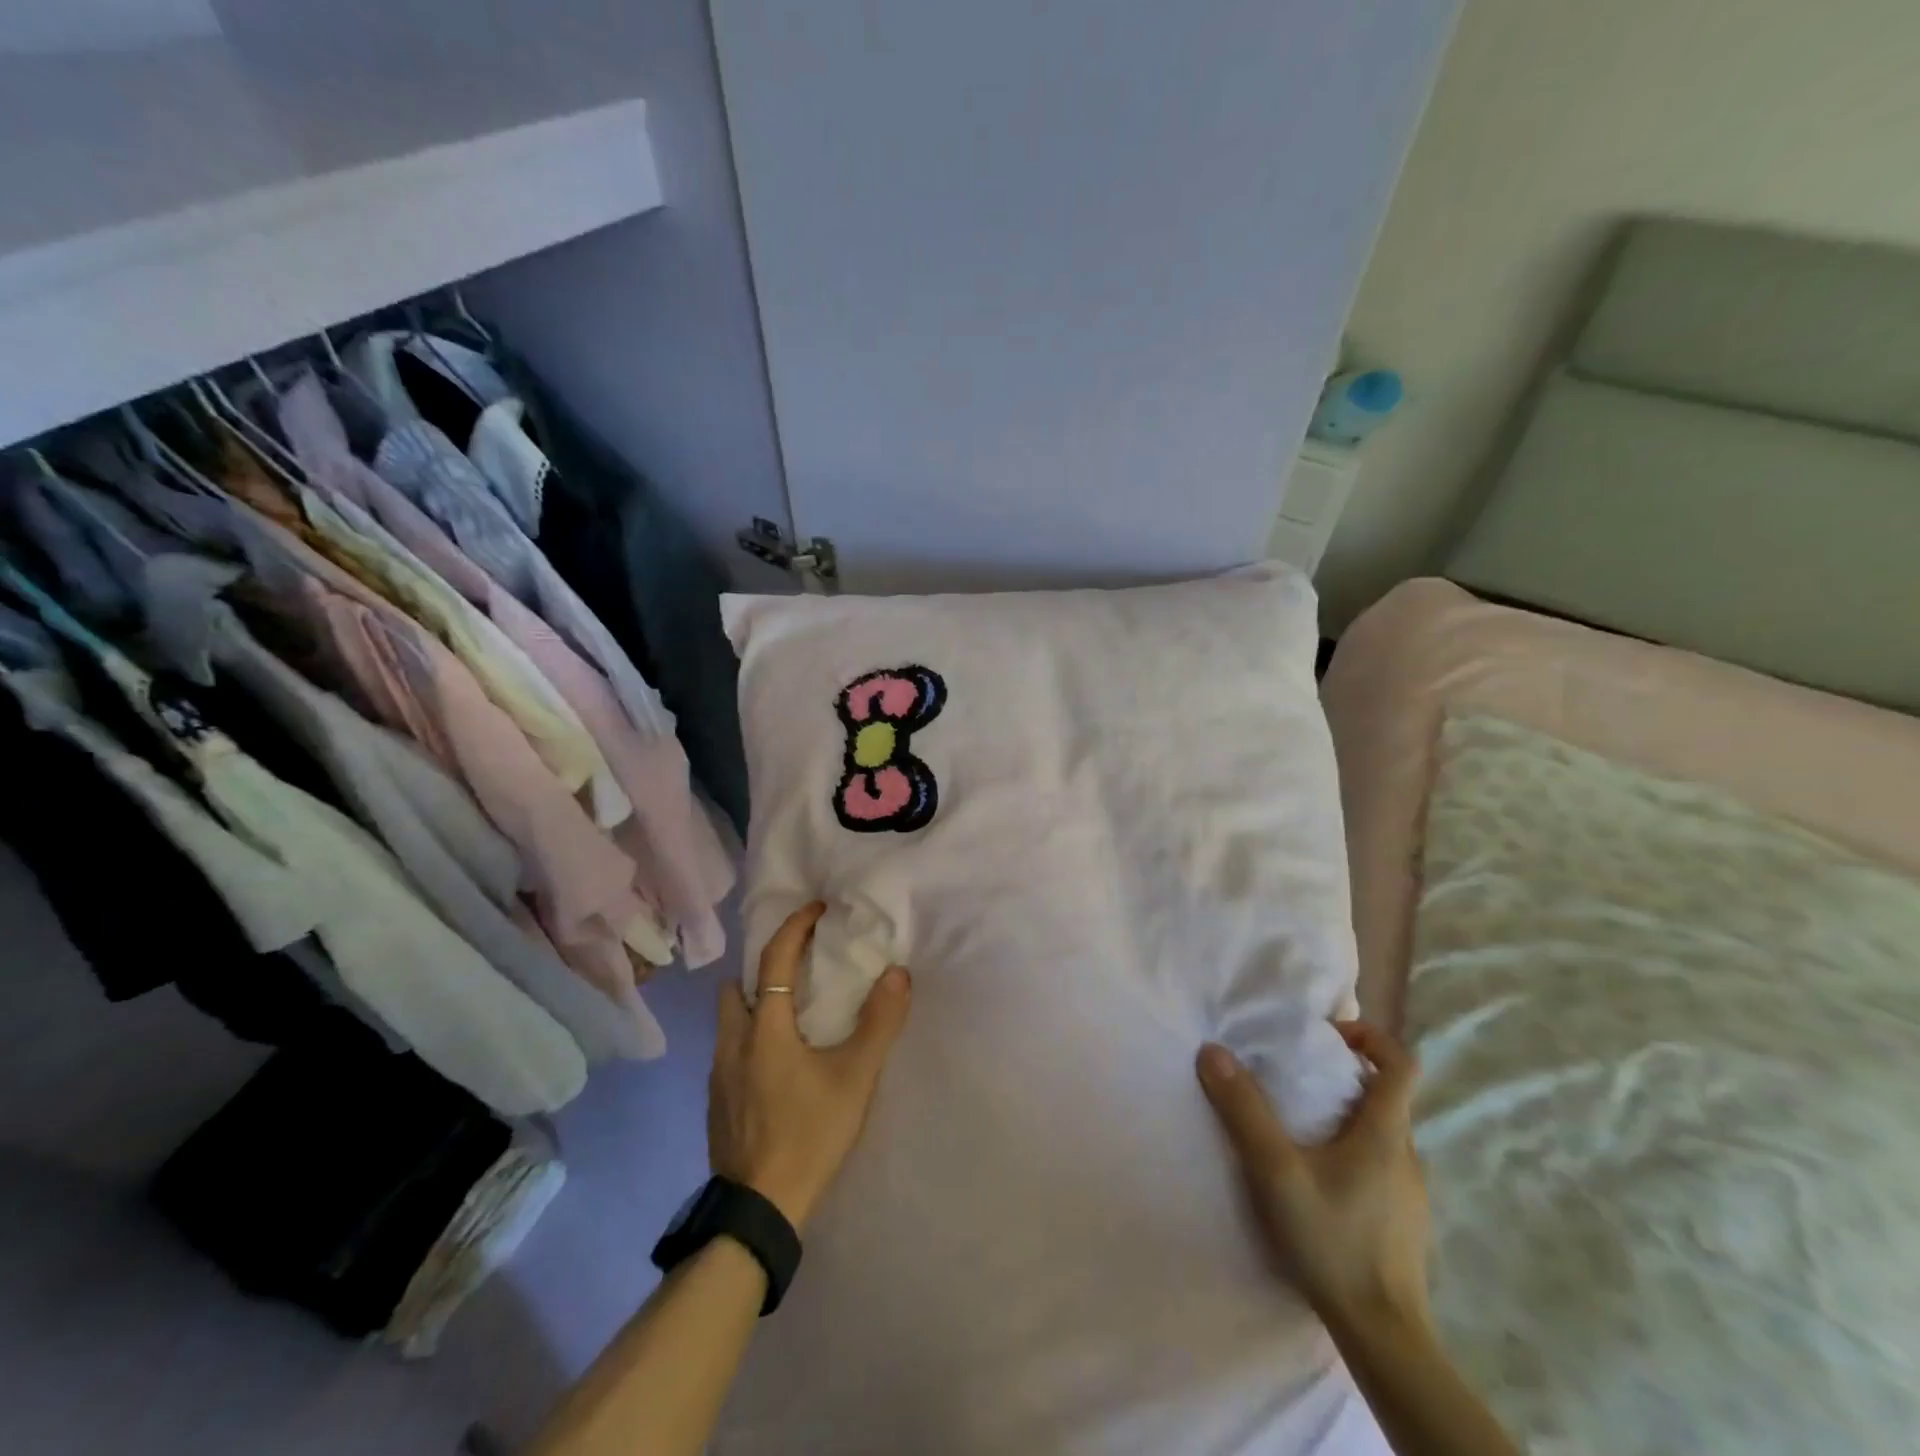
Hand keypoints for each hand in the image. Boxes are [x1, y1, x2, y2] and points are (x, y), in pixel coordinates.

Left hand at [708, 902, 911, 1230]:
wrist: (760, 1210)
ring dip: (754, 1004)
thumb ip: (880, 1022)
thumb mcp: (855, 1077)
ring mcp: (718, 1075)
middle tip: (799, 969)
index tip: (817, 909)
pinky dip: (750, 1038)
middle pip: (738, 986)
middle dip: (764, 968)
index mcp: (763, 1027)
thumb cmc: (809, 1133)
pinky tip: (776, 1064)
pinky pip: (730, 1051)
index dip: (795, 926)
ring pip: (729, 1021)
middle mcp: (732, 1042)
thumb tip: (898, 973)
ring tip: (790, 1016)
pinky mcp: (716, 1103)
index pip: (774, 957)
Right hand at [1197, 1022, 1431, 1338]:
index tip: (1326, 1038)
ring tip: (1300, 1129)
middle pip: (1388, 1095)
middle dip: (1345, 1076)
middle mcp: (1407, 1154)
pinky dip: (1353, 1151)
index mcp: (1386, 1132)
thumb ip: (1244, 1110)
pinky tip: (1319, 1180)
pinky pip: (1381, 1164)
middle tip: (1296, 1080)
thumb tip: (1212, 1051)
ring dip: (1346, 1115)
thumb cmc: (1333, 1242)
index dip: (1369, 1036)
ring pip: (1383, 1132)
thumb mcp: (1276, 1171)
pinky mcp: (1405, 1220)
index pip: (1402, 1062)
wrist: (1383, 1337)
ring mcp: (1411, 1191)